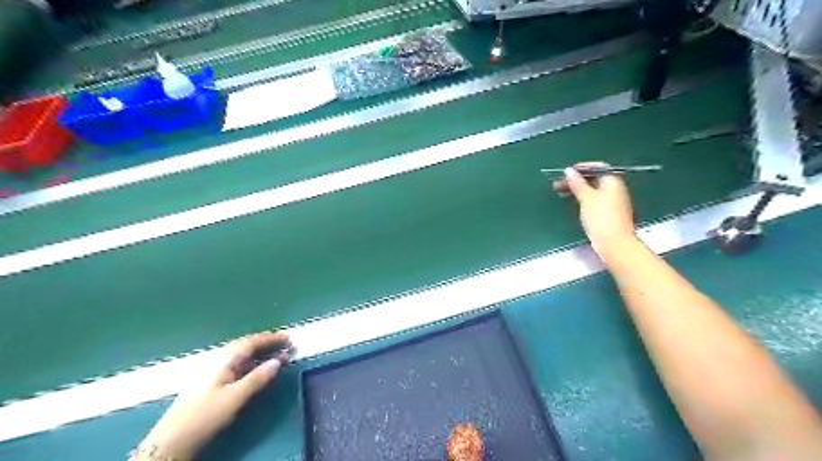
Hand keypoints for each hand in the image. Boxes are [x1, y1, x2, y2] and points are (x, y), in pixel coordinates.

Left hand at [131, 332, 291, 456]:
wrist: (171, 440)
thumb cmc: (205, 415)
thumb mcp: (235, 397)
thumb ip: (258, 377)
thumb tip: (279, 360)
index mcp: (224, 359)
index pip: (251, 342)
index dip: (271, 338)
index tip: (289, 337)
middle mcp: (218, 359)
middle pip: (246, 345)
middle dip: (267, 343)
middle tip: (286, 344)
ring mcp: (213, 369)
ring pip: (241, 354)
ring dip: (260, 352)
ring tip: (277, 354)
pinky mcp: (211, 381)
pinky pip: (237, 363)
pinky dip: (251, 361)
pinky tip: (257, 368)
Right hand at [555, 162, 638, 254]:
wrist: (614, 243)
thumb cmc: (601, 217)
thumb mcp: (586, 198)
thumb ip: (577, 183)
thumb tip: (569, 170)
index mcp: (612, 181)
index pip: (596, 168)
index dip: (580, 168)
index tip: (565, 172)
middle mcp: (614, 189)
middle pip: (593, 179)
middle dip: (576, 180)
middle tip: (558, 184)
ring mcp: (612, 202)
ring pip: (592, 190)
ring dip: (577, 190)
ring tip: (561, 192)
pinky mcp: (608, 213)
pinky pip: (593, 200)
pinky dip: (582, 199)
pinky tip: (574, 203)